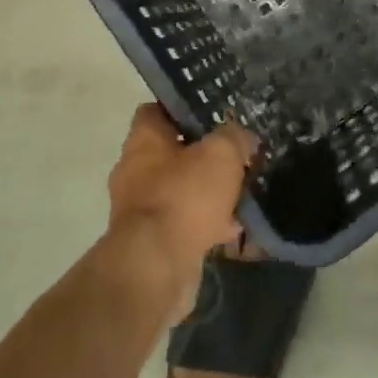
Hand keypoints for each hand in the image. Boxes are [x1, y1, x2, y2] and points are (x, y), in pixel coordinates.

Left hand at [106, 104, 256, 286]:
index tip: (211, 113)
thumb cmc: (184, 196)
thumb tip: (242, 138)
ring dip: (207, 193)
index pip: (155, 111)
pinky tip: (235, 228)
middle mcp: (135, 171)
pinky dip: (207, 225)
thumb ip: (234, 137)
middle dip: (202, 155)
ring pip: (180, 190)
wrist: (155, 269)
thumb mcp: (222, 153)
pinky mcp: (151, 243)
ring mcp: (140, 210)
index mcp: (143, 141)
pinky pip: (183, 224)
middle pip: (171, 152)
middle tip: (234, 154)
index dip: (182, 108)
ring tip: (241, 192)